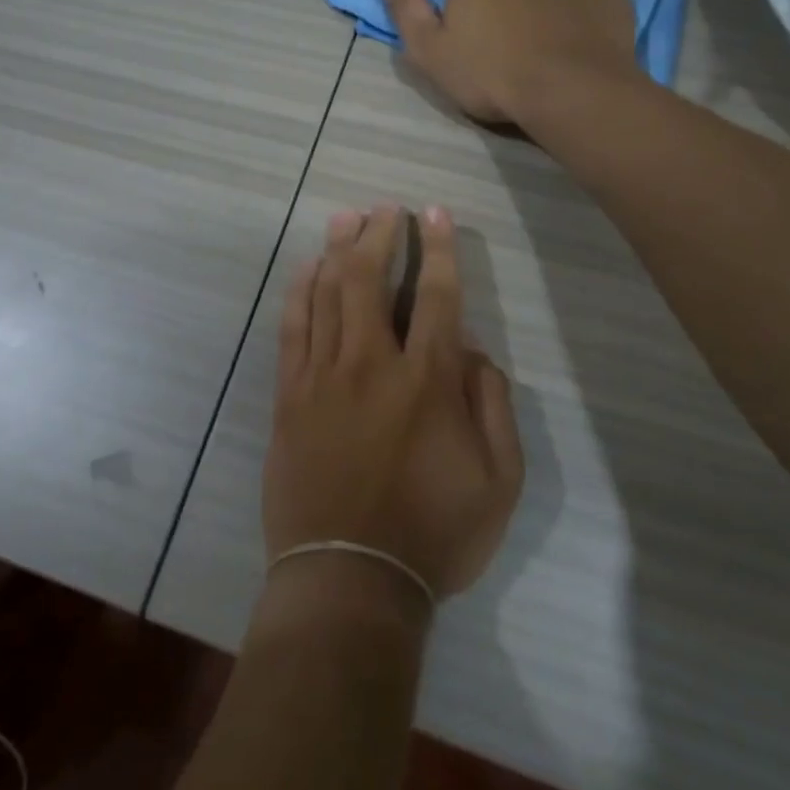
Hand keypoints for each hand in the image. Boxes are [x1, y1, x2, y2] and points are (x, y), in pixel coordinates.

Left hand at [263, 203, 522, 602]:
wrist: (349, 581)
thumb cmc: (433, 535)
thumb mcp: (499, 482)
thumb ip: (494, 407)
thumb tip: (472, 351)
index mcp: (429, 382)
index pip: (438, 297)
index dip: (439, 249)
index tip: (434, 213)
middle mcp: (373, 365)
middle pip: (373, 280)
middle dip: (381, 235)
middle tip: (385, 208)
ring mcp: (324, 378)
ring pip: (330, 294)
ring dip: (340, 249)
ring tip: (347, 217)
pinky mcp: (289, 397)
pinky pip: (293, 330)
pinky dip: (300, 292)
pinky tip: (307, 268)